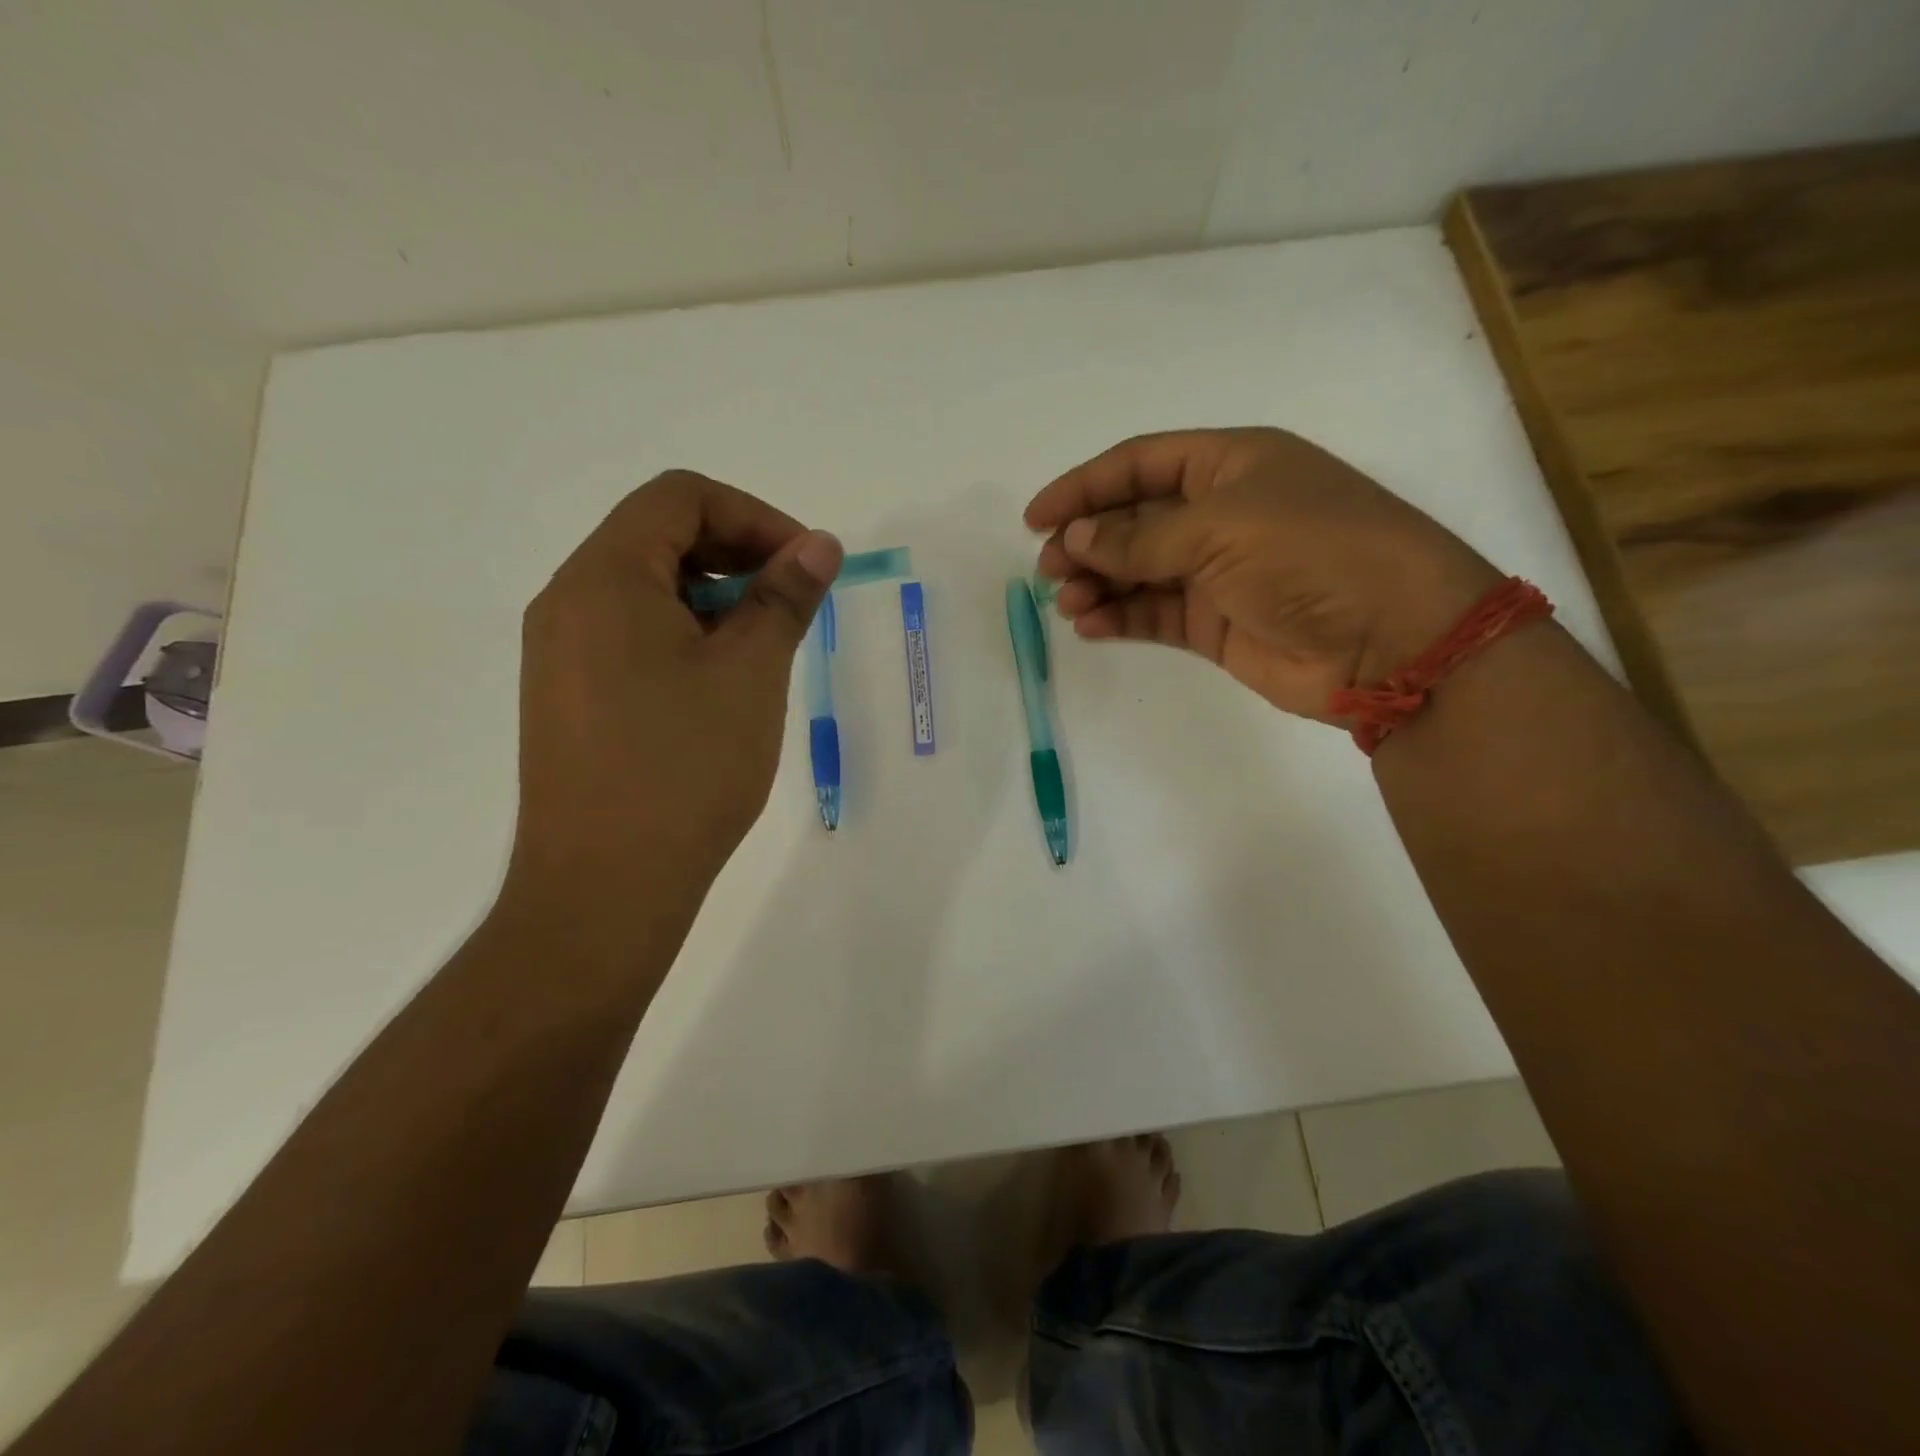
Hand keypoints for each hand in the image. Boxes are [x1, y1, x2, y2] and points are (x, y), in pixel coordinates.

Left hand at [502, 470, 840, 940]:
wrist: (604, 888)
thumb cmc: (684, 770)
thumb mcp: (750, 673)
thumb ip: (784, 596)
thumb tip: (819, 545)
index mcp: (604, 578)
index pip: (681, 497)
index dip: (755, 516)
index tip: (805, 565)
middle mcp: (568, 601)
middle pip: (658, 535)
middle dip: (737, 554)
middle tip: (792, 604)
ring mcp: (559, 652)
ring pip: (646, 588)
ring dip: (714, 597)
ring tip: (763, 649)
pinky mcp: (567, 695)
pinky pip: (630, 634)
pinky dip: (684, 634)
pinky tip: (720, 685)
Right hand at [1027, 428, 1499, 720]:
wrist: (1391, 640)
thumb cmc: (1311, 554)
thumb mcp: (1222, 528)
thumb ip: (1140, 536)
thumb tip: (1075, 539)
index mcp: (1230, 464)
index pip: (1139, 464)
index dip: (1084, 486)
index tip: (1035, 517)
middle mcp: (1221, 513)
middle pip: (1133, 518)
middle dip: (1086, 541)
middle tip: (1047, 571)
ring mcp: (1218, 571)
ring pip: (1138, 570)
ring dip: (1097, 582)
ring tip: (1067, 603)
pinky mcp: (1216, 624)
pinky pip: (1153, 614)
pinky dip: (1119, 617)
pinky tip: (1090, 624)